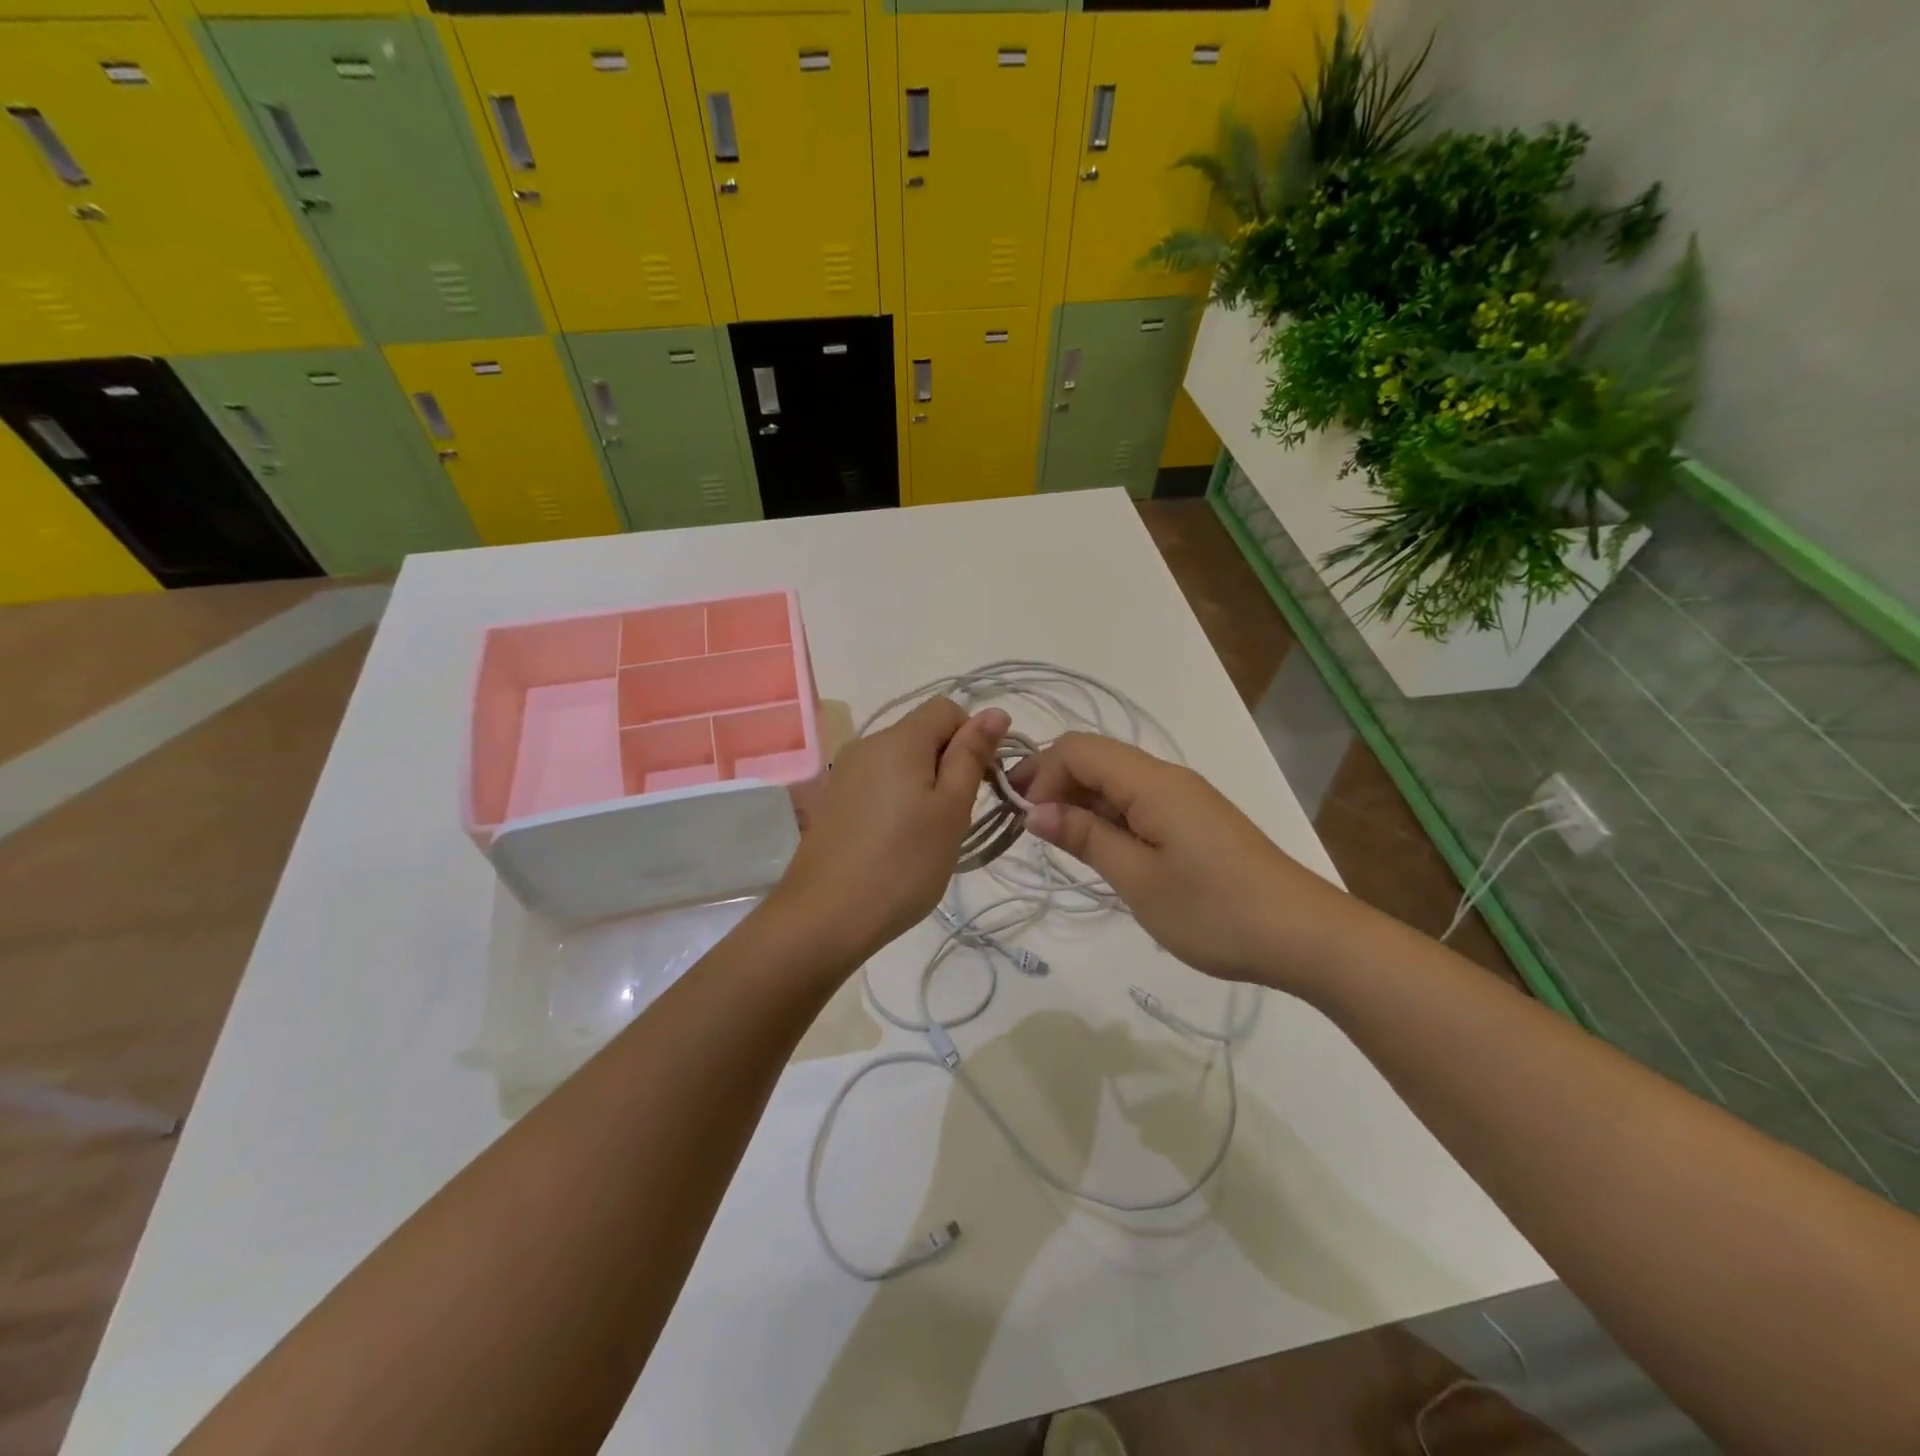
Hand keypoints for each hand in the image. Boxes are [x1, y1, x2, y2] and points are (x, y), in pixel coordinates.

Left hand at [775, 698, 1009, 963]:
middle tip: (956, 817)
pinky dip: (899, 800)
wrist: (825, 917)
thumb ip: (972, 755)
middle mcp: (867, 743)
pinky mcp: (834, 800)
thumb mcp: (951, 809)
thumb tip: (995, 712)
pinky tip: (898, 842)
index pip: (947, 709)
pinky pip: (879, 783)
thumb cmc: (902, 863)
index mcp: (899, 739)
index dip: (973, 737)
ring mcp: (846, 772)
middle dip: (950, 764)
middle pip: (922, 733)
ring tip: (928, 834)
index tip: (981, 783)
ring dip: (926, 785)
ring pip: (902, 761)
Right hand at [1011, 733, 1349, 987]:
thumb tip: (1034, 810)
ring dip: (1080, 801)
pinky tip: (1101, 849)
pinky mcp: (1194, 820)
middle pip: (1095, 758)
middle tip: (1028, 830)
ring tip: (1059, 843)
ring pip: (1116, 780)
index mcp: (1151, 782)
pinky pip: (1138, 802)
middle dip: (1053, 784)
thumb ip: (1085, 837)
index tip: (1024, 821)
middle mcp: (1166, 777)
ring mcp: (1184, 798)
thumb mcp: (1137, 879)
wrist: (1304, 936)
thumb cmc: (1214, 910)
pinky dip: (1108, 816)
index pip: (1077, 749)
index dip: (1041, 774)